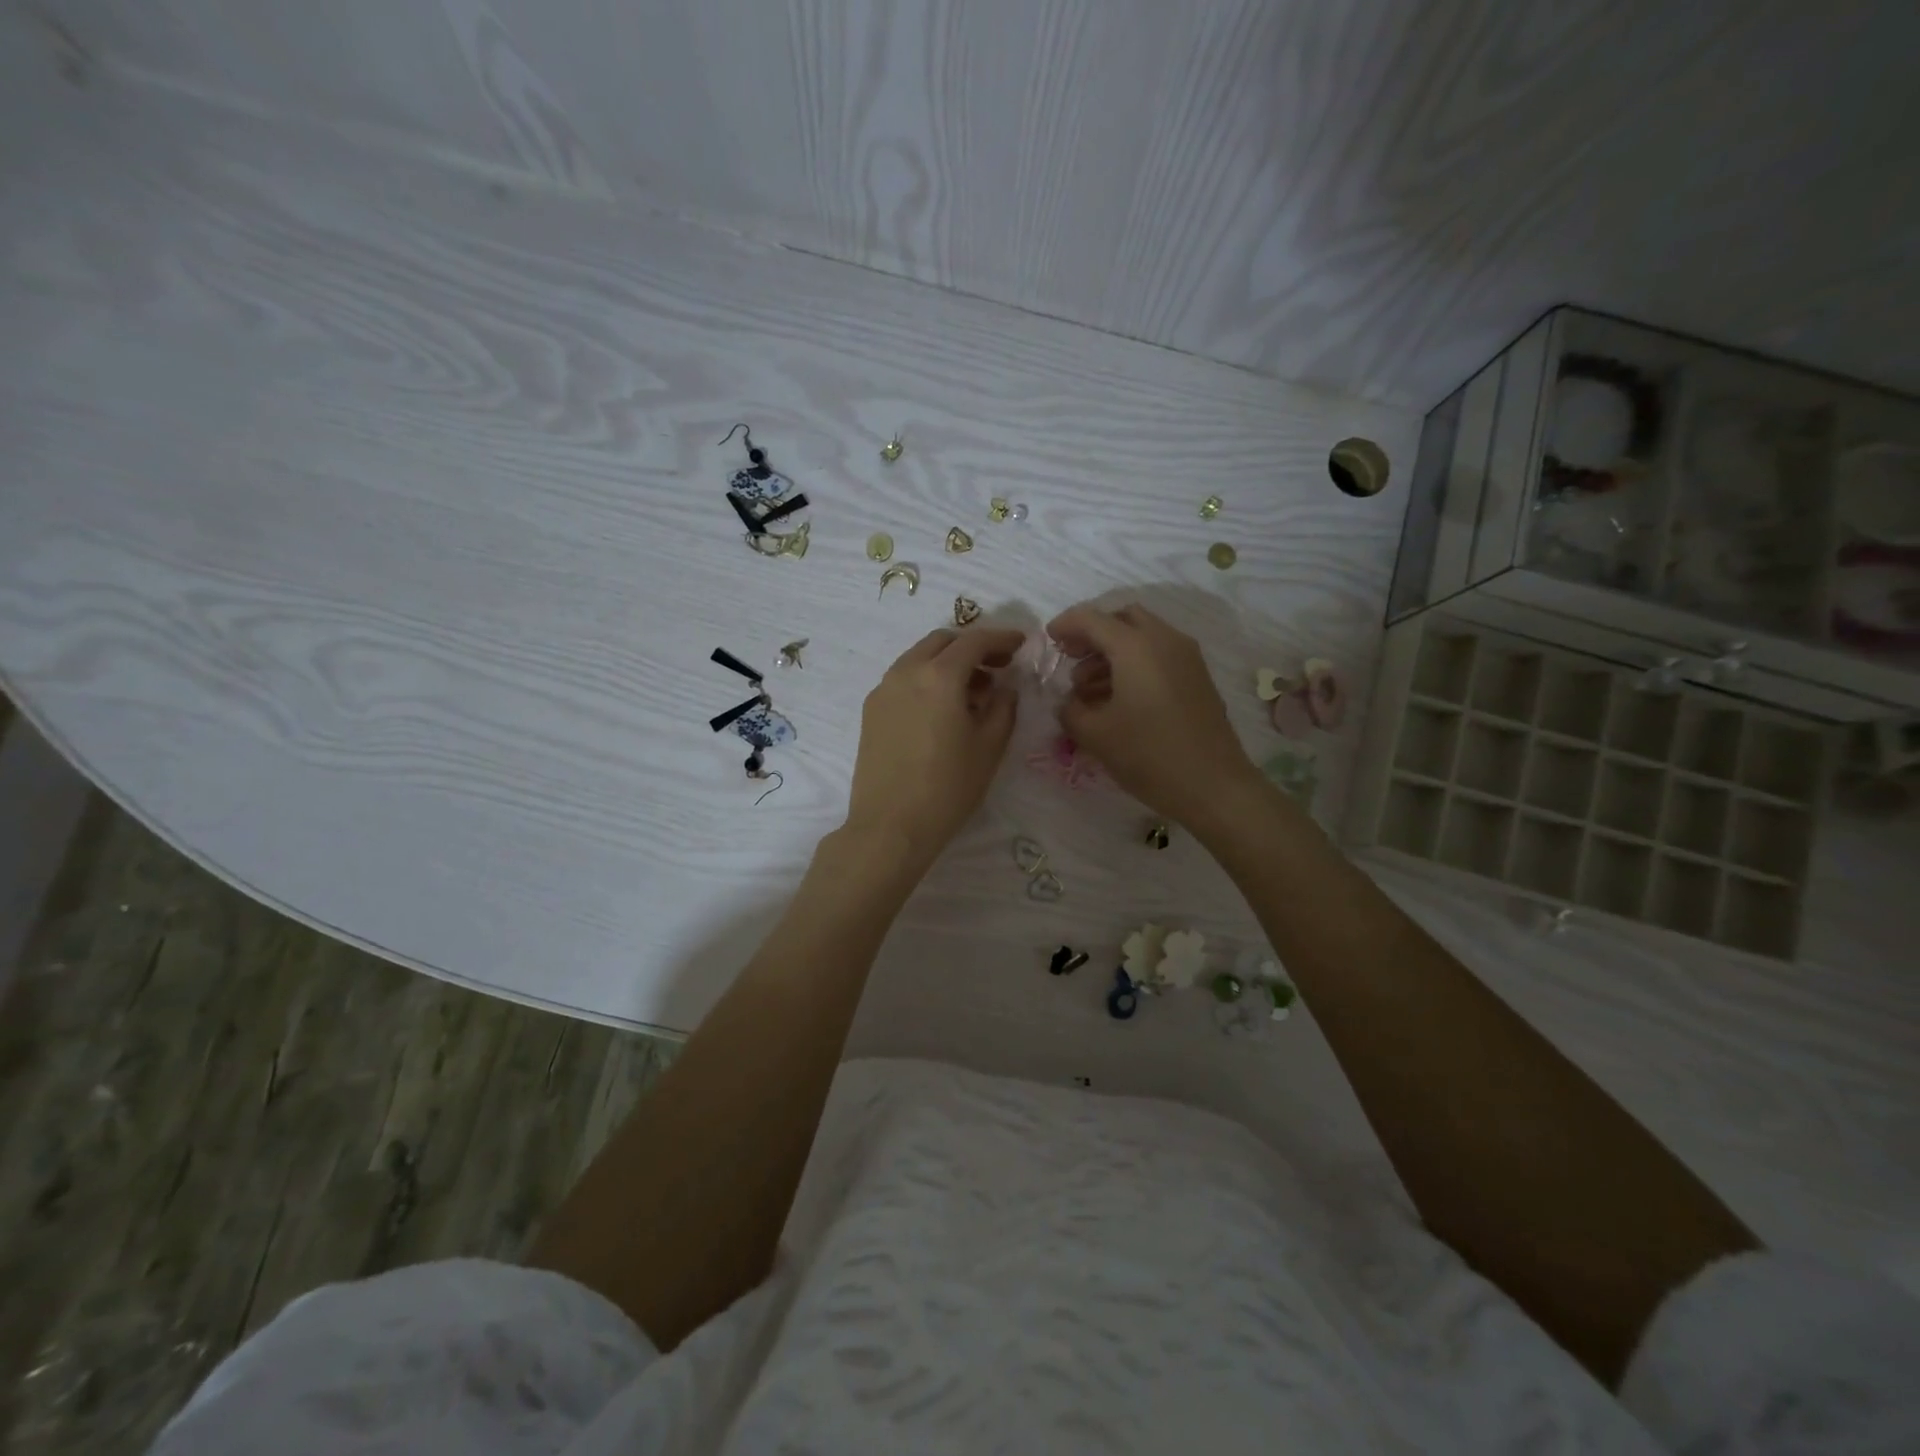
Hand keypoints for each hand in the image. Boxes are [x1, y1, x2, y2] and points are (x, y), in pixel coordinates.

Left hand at [844, 626, 1024, 866]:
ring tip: (973, 692)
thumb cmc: (948, 787)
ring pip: (919, 658)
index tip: (1021, 643)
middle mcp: (906, 672)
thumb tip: (1006, 686)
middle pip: (942, 642)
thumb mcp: (989, 747)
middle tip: (997, 666)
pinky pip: (903, 679)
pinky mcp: (871, 711)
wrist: (890, 826)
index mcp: (939, 676)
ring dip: (947, 663)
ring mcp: (883, 690)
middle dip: (971, 646)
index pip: (974, 641)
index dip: (1001, 638)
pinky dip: (926, 679)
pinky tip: (942, 709)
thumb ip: (1004, 707)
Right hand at [1047, 603, 1258, 826]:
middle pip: (1123, 618)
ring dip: (1112, 652)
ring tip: (1088, 689)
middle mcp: (1164, 640)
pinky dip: (1134, 664)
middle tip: (1072, 658)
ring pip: (1143, 636)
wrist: (1213, 786)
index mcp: (1136, 646)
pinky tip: (1118, 698)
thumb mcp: (1095, 735)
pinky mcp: (1197, 678)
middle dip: (1093, 633)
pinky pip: (1159, 655)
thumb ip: (1070, 710)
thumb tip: (1069, 702)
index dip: (1065, 625)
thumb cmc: (1148, 755)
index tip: (1048, 639)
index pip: (1092, 619)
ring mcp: (1186, 657)